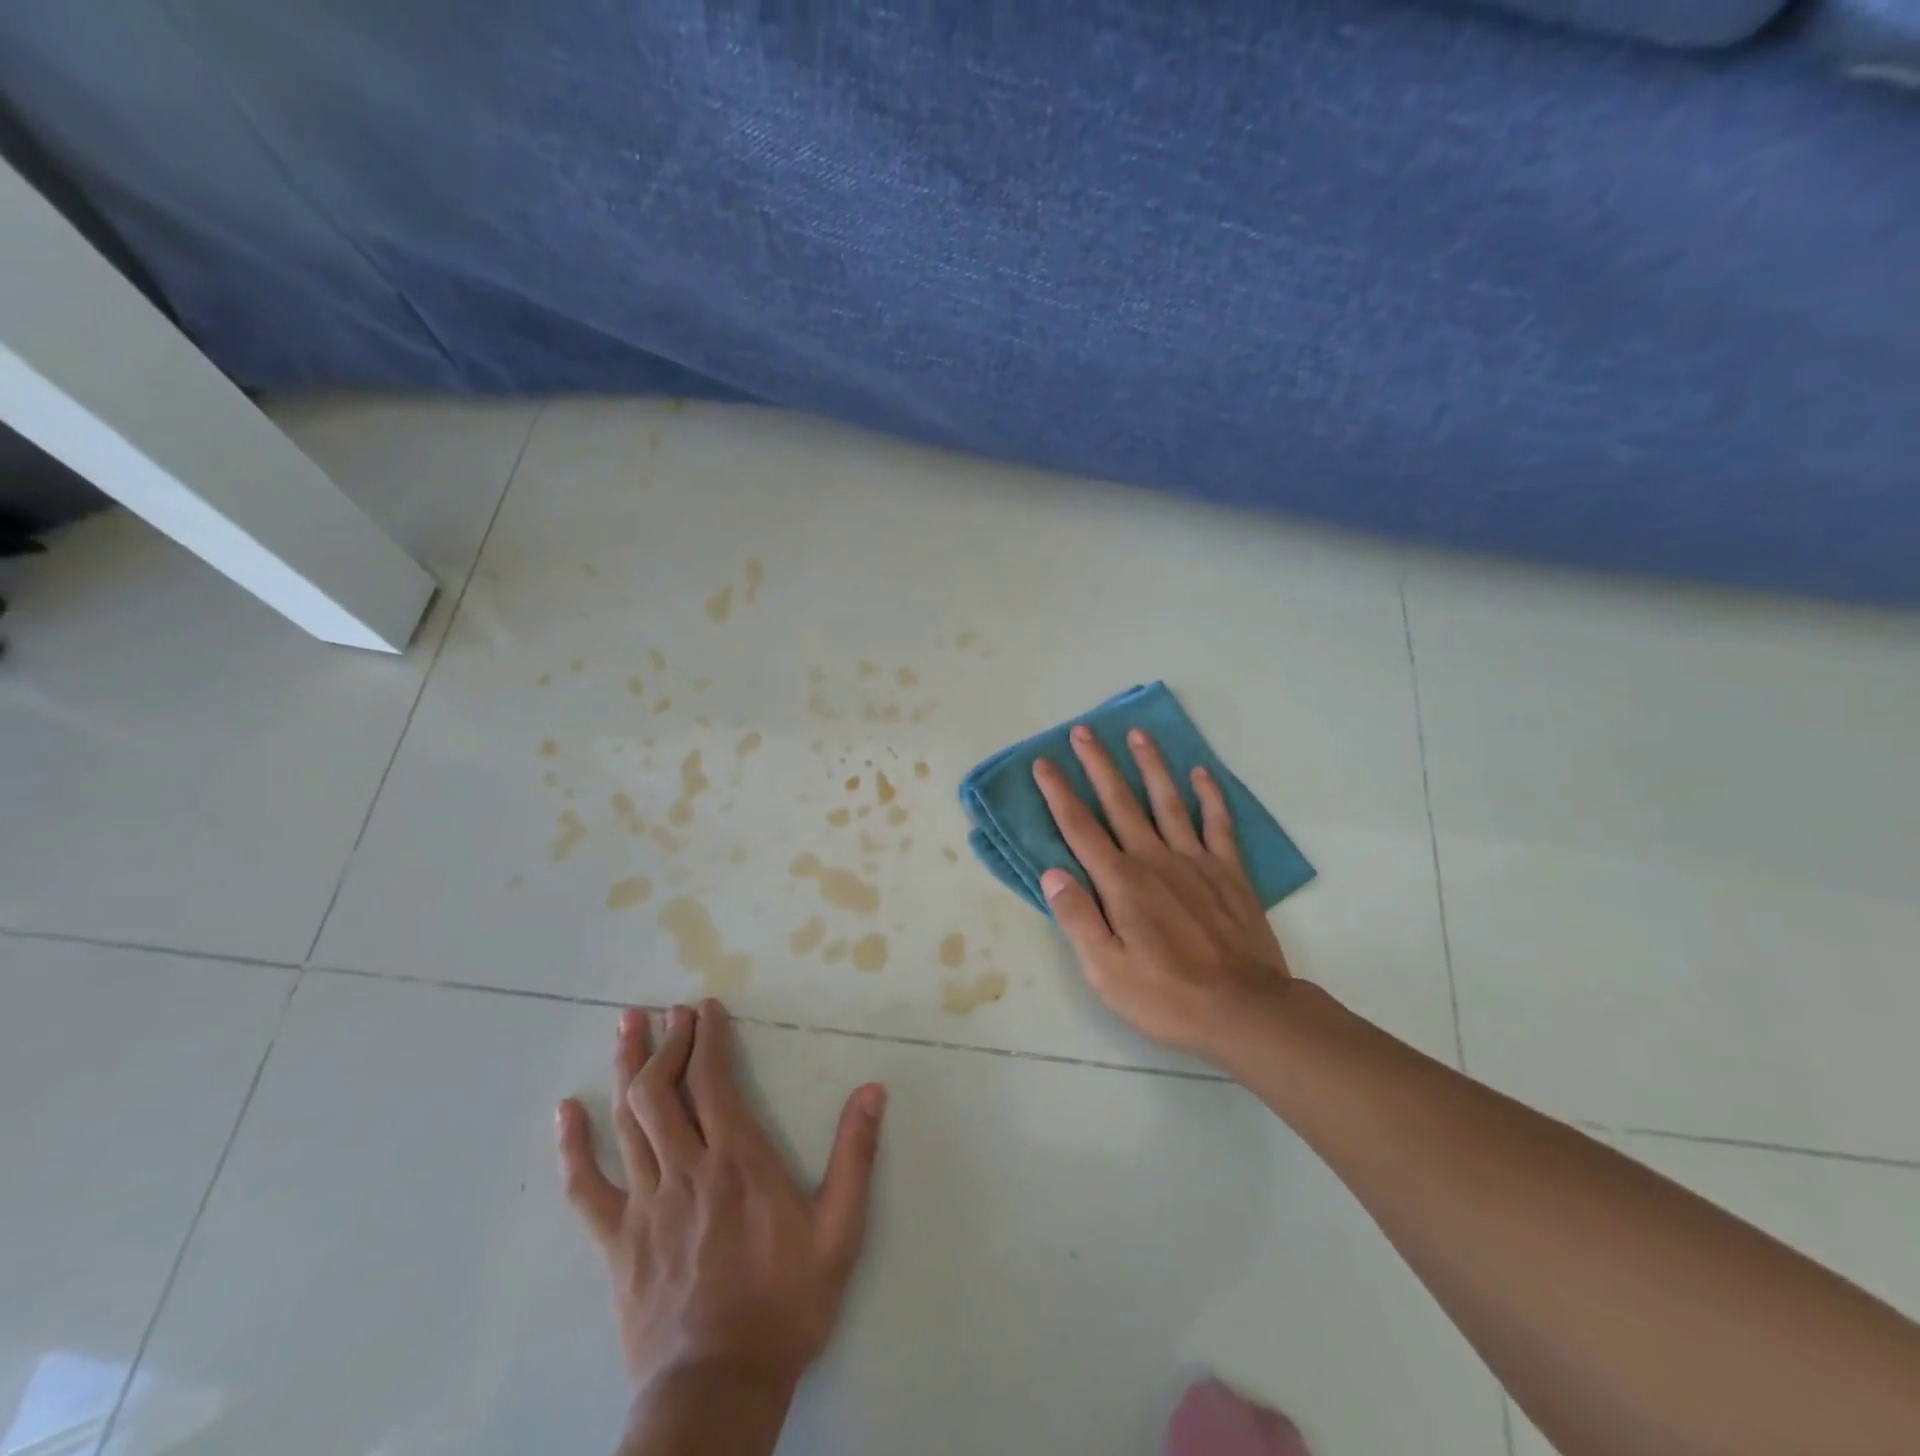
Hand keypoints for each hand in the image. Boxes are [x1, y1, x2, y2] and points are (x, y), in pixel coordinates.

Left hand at [557, 1001, 884, 1406]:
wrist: (718, 1389)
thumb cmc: (785, 1305)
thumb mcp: (839, 1231)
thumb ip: (855, 1156)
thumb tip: (872, 1090)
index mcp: (737, 1161)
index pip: (712, 1080)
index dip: (707, 1037)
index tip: (706, 1006)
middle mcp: (686, 1169)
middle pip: (663, 1090)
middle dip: (667, 1041)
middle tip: (670, 1010)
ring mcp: (645, 1205)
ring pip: (628, 1121)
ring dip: (627, 1067)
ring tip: (626, 1026)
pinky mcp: (617, 1242)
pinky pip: (586, 1187)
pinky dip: (574, 1145)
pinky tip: (566, 1111)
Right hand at [1033, 725, 1294, 1062]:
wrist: (1246, 1011)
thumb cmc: (1167, 996)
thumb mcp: (1106, 971)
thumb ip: (1078, 918)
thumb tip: (1051, 872)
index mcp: (1121, 883)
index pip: (1079, 829)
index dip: (1058, 793)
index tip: (1043, 763)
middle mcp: (1155, 860)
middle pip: (1120, 803)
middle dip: (1098, 765)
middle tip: (1084, 731)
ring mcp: (1196, 861)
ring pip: (1168, 802)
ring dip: (1151, 766)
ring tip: (1138, 735)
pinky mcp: (1229, 873)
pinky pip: (1218, 824)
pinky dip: (1210, 796)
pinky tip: (1201, 773)